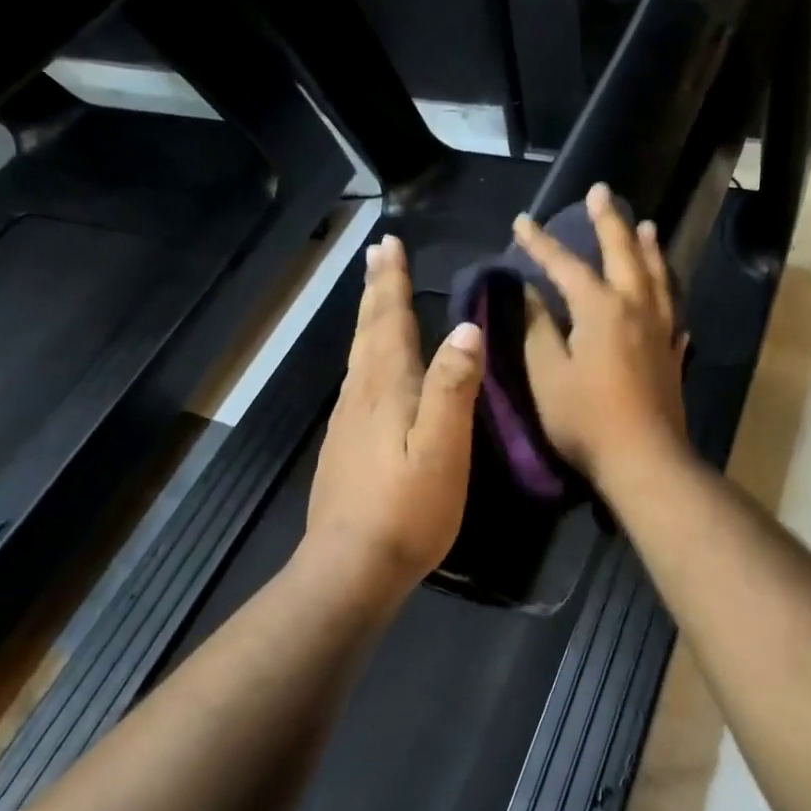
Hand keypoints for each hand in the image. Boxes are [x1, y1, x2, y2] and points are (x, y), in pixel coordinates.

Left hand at [300, 234, 483, 606]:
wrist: (351, 567)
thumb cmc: (406, 509)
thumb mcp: (443, 448)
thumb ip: (453, 388)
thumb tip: (465, 328)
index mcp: (387, 389)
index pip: (388, 322)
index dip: (391, 283)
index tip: (388, 244)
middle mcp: (361, 396)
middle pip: (368, 332)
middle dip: (375, 291)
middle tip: (377, 255)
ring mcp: (347, 423)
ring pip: (359, 356)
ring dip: (368, 320)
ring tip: (375, 297)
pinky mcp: (344, 447)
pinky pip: (358, 383)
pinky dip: (366, 356)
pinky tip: (371, 369)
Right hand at [514, 183, 689, 488]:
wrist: (644, 460)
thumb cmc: (586, 419)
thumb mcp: (547, 374)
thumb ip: (537, 328)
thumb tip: (528, 292)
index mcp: (601, 308)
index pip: (565, 265)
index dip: (541, 243)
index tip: (522, 221)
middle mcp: (636, 308)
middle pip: (624, 254)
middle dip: (609, 222)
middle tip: (602, 192)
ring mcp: (661, 331)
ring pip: (657, 277)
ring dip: (648, 249)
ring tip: (646, 226)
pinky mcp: (672, 355)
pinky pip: (673, 313)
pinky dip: (668, 296)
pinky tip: (668, 298)